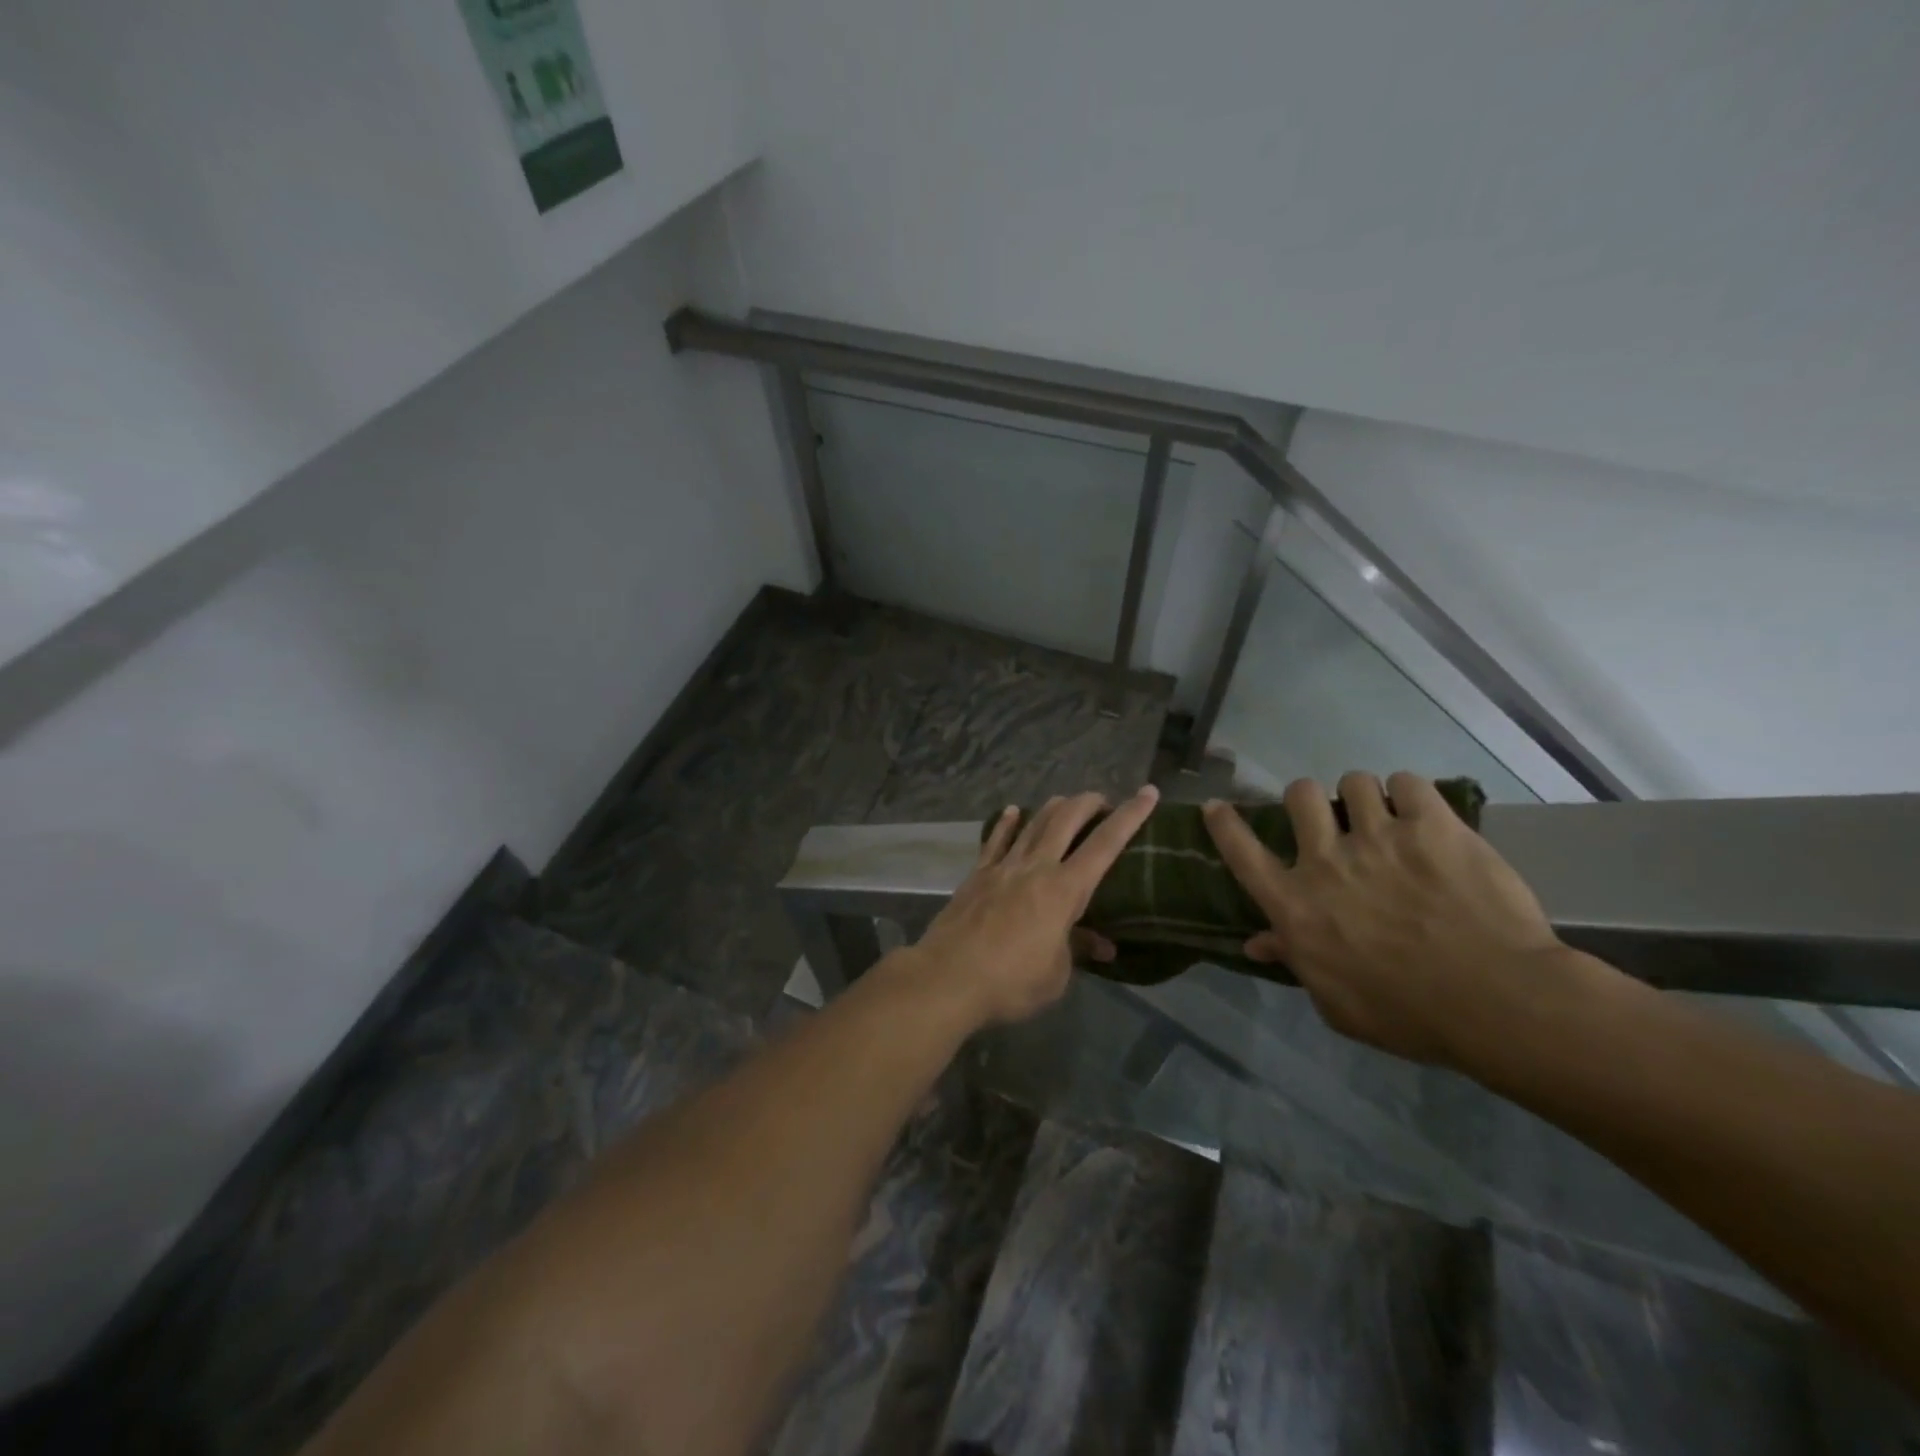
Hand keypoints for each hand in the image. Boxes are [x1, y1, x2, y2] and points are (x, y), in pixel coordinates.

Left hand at [907, 786, 1159, 1027]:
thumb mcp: (1056, 975)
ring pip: (1033, 823)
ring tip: (1067, 802)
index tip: (1148, 792)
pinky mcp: (977, 875)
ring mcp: (1003, 867)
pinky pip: (995, 840)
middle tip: (1103, 801)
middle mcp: (1036, 867)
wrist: (947, 978)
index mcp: (1064, 890)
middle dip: (1089, 803)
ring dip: (1054, 807)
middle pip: (1066, 820)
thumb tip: (1102, 944)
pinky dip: (1007, 823)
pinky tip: (1014, 811)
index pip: (1105, 844)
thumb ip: (1077, 949)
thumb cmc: (1011, 983)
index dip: (1130, 816)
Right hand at [1203, 772, 1575, 1067]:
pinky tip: (1422, 814)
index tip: (1216, 806)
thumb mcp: (1337, 1003)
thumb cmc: (1409, 1015)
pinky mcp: (1431, 826)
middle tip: (1330, 819)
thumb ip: (1295, 962)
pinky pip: (1408, 782)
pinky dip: (1411, 794)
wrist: (1497, 1003)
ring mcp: (1378, 838)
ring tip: (1384, 814)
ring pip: (1353, 782)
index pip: (1242, 853)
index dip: (1224, 825)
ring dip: (1363, 796)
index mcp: (1296, 905)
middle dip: (1308, 800)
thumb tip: (1257, 943)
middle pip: (1299, 796)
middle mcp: (1326, 861)